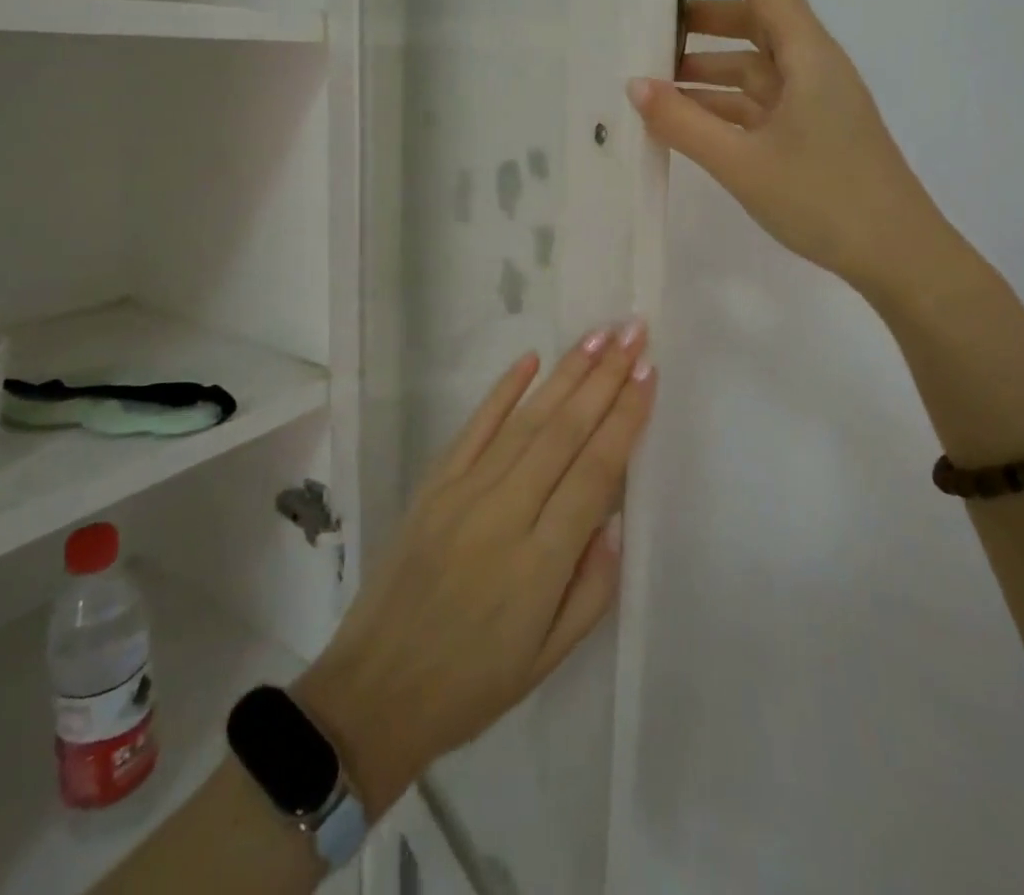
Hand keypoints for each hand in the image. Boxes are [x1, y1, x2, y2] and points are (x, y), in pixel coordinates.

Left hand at [292, 321, 654, 813]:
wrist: (374, 691)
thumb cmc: (473, 684)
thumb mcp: (549, 657)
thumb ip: (593, 586)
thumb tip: (615, 517)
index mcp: (540, 562)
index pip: (594, 473)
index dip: (624, 419)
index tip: (648, 373)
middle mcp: (504, 514)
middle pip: (564, 432)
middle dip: (604, 377)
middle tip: (632, 332)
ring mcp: (463, 492)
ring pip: (525, 421)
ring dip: (566, 374)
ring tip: (598, 336)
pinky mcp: (433, 485)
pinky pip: (473, 428)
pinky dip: (503, 391)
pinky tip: (530, 359)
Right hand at [628, 0, 957, 299]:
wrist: (897, 255)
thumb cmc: (824, 199)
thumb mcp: (742, 162)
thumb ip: (683, 122)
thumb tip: (634, 86)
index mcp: (808, 55)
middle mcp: (813, 67)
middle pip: (756, 22)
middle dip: (702, 19)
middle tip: (648, 30)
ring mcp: (813, 102)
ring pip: (754, 67)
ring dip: (707, 67)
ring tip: (653, 80)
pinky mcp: (809, 133)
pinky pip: (758, 103)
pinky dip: (721, 104)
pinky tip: (684, 120)